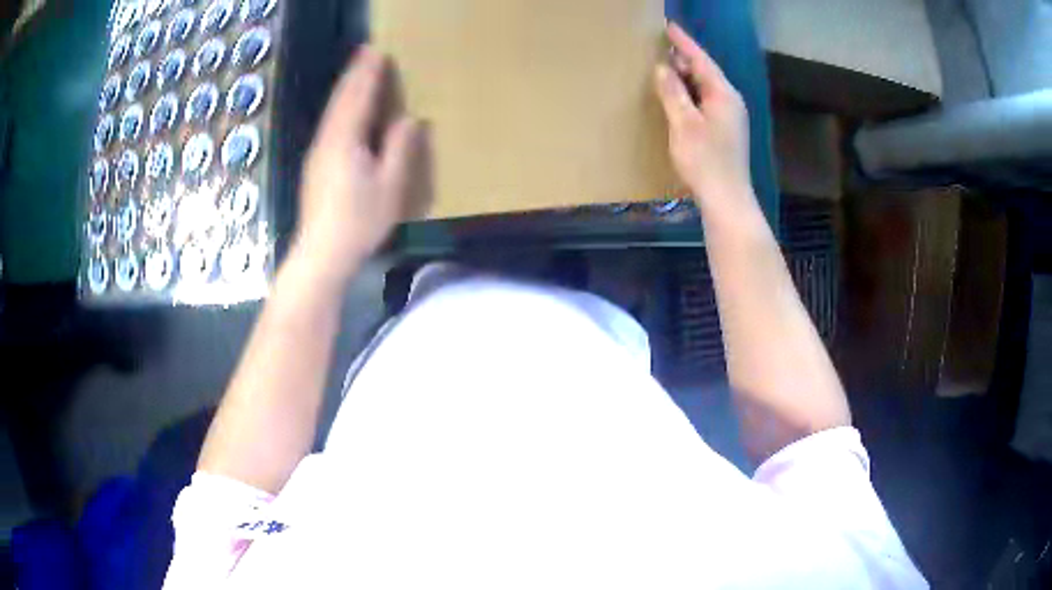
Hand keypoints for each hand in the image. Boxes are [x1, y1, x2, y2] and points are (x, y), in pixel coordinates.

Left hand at [293, 46, 430, 284]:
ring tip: (356, 74)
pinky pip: (329, 125)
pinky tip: (344, 111)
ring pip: (332, 112)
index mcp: (346, 140)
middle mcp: (327, 140)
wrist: (320, 254)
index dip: (368, 73)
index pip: (359, 97)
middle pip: (341, 100)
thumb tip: (409, 119)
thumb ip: (398, 148)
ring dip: (345, 90)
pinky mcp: (315, 167)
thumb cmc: (358, 221)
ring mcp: (317, 154)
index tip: (377, 51)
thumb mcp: (389, 186)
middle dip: (354, 75)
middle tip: (365, 53)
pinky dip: (339, 109)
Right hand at [654, 23, 752, 215]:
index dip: (684, 43)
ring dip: (686, 77)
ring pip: (706, 87)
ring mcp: (730, 117)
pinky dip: (690, 94)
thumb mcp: (684, 123)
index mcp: (724, 94)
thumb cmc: (705, 160)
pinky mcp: (726, 131)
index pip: (702, 60)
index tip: (668, 26)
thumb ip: (673, 92)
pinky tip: (677, 97)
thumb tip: (663, 68)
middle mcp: (731, 101)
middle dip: (684, 58)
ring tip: (664, 67)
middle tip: (660, 47)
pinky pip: (706, 101)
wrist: (727, 199)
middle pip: (706, 72)